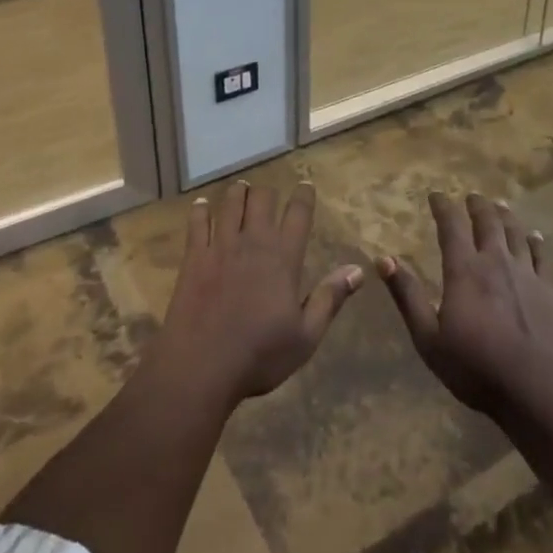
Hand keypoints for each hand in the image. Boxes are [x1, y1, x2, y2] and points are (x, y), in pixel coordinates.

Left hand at [156, 181, 363, 404]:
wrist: (201, 366)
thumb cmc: (259, 355)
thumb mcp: (306, 335)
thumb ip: (330, 298)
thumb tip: (358, 270)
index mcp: (284, 258)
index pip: (299, 214)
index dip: (304, 196)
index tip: (306, 186)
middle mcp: (254, 242)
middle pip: (262, 199)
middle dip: (268, 193)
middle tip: (269, 195)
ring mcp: (221, 246)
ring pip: (231, 203)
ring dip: (238, 193)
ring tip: (242, 189)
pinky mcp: (194, 257)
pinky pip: (197, 223)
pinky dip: (201, 210)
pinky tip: (202, 205)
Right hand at [378, 192, 552, 418]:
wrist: (535, 388)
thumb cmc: (475, 366)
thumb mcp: (428, 337)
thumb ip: (407, 296)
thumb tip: (383, 259)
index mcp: (464, 270)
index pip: (451, 226)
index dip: (443, 207)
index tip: (436, 195)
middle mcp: (495, 262)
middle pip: (487, 222)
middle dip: (477, 205)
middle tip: (471, 196)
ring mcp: (525, 274)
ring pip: (515, 233)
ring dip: (505, 215)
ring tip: (500, 205)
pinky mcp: (548, 290)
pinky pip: (541, 256)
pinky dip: (536, 241)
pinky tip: (534, 235)